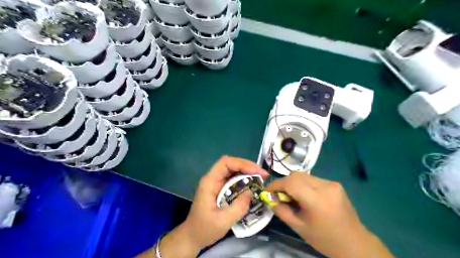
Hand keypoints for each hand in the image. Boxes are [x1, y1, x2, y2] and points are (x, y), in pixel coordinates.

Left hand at [145, 155, 269, 257]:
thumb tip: (251, 192)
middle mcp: (213, 179)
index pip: (225, 163)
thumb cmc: (204, 229)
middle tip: (263, 174)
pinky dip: (244, 179)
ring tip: (261, 178)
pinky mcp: (220, 188)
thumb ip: (238, 207)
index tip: (256, 172)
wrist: (192, 236)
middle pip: (231, 164)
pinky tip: (253, 184)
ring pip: (233, 170)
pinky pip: (233, 179)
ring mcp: (216, 183)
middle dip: (248, 166)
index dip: (242, 164)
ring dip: (247, 172)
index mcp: (210, 182)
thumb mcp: (223, 221)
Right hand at [267, 172, 394, 257]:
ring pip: (304, 176)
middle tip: (279, 195)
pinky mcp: (335, 184)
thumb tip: (270, 198)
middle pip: (296, 175)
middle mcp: (325, 186)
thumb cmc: (324, 239)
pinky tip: (305, 196)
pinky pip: (312, 179)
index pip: (291, 182)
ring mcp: (332, 183)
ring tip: (292, 196)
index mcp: (317, 200)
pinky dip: (303, 185)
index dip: (276, 184)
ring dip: (293, 183)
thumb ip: (281, 210)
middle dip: (284, 183)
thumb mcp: (299, 227)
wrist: (354, 242)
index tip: (268, 191)